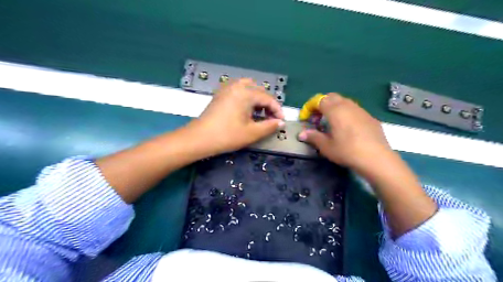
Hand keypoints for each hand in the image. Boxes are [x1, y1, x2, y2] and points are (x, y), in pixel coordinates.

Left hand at [188, 78, 284, 154]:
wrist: (199, 138)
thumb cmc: (227, 136)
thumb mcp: (252, 133)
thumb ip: (269, 126)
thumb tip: (281, 123)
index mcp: (246, 93)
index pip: (268, 98)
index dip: (277, 110)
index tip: (282, 121)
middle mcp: (237, 86)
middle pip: (259, 90)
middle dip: (268, 104)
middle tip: (271, 118)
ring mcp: (227, 88)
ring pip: (249, 88)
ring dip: (257, 99)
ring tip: (259, 113)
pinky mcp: (220, 94)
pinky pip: (238, 90)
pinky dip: (247, 97)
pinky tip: (246, 110)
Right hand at [296, 92, 390, 171]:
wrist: (376, 158)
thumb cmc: (347, 151)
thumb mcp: (326, 146)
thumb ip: (313, 137)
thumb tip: (301, 134)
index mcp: (335, 110)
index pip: (319, 100)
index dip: (309, 107)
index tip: (306, 118)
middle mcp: (348, 106)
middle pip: (331, 97)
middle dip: (321, 105)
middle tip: (317, 119)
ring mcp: (361, 110)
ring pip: (344, 102)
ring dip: (334, 108)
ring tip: (331, 123)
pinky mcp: (370, 117)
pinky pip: (354, 110)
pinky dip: (345, 114)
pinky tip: (347, 129)